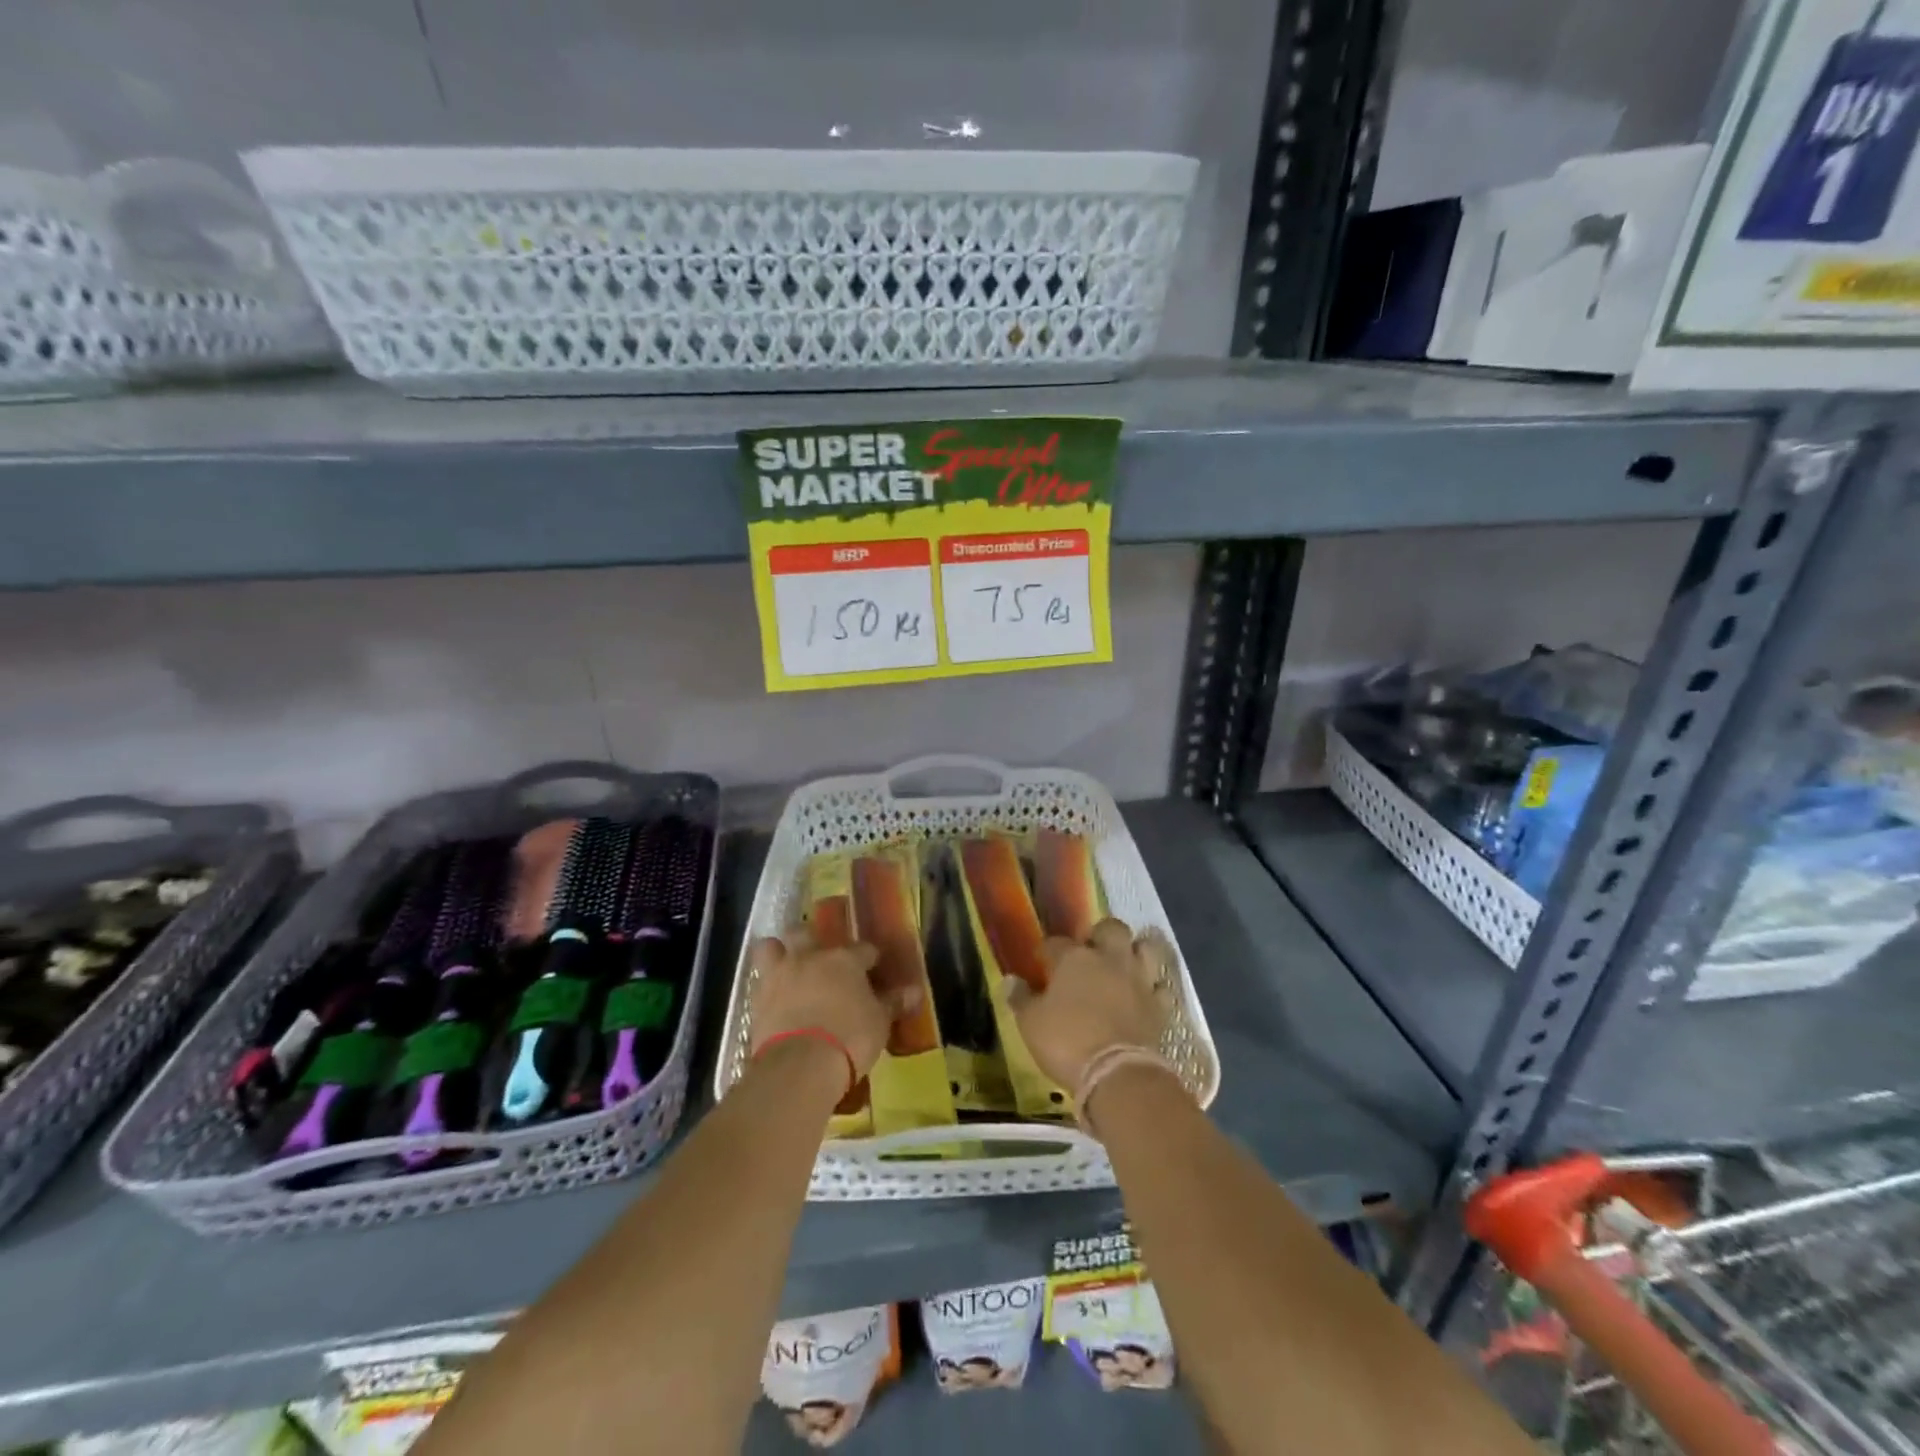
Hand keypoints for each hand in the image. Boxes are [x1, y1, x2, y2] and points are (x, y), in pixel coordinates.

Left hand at [748, 930, 919, 1080]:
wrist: (800, 1064)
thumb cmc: (850, 1037)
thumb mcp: (880, 1023)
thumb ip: (893, 1003)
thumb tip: (915, 992)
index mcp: (844, 960)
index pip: (862, 949)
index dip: (869, 957)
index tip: (873, 967)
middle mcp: (810, 958)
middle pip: (805, 933)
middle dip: (811, 939)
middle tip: (819, 956)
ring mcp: (780, 976)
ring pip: (770, 947)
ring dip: (778, 953)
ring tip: (786, 967)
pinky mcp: (756, 1000)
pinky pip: (758, 982)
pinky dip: (766, 987)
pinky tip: (774, 999)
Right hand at [1002, 917, 1165, 1092]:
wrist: (1117, 1074)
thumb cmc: (1066, 1042)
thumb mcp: (1030, 1023)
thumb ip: (1020, 999)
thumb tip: (1010, 980)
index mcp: (1074, 959)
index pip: (1056, 942)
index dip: (1048, 950)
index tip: (1042, 961)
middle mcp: (1109, 959)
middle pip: (1111, 928)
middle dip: (1101, 934)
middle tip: (1091, 953)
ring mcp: (1139, 979)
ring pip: (1145, 948)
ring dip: (1135, 952)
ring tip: (1123, 965)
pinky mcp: (1159, 1005)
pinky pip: (1160, 986)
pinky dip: (1153, 988)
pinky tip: (1144, 995)